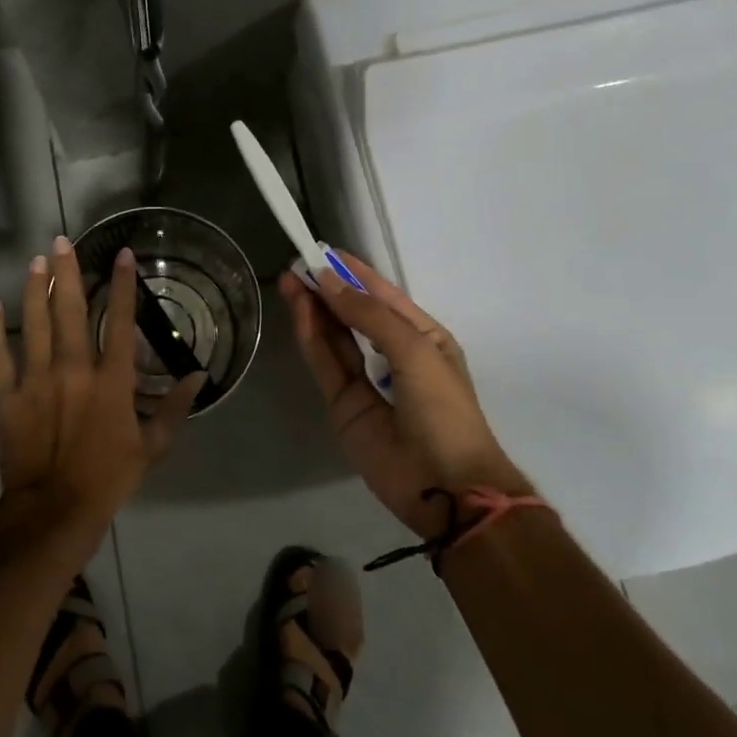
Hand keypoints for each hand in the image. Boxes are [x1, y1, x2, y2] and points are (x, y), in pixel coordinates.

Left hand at [0, 237, 203, 558]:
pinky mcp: (6, 396)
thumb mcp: (153, 447)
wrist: (53, 510)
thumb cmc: (109, 477)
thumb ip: (175, 408)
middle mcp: (73, 368)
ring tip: (36, 261)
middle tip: (61, 241)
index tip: (121, 253)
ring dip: (35, 288)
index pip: (121, 320)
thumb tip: (199, 377)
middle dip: (67, 271)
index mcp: (111, 379)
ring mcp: (35, 379)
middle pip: (70, 309)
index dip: (123, 284)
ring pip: (34, 322)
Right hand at [280, 251, 531, 539]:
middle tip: (297, 264)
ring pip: (335, 337)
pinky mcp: (343, 404)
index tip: (323, 251)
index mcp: (422, 338)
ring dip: (315, 308)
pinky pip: (325, 363)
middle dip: (329, 288)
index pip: (383, 296)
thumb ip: (369, 316)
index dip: (354, 273)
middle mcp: (393, 355)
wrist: (446, 486)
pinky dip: (311, 337)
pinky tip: (300, 310)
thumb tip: (329, 282)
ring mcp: (366, 381)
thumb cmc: (443, 409)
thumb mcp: (414, 351)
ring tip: (290, 280)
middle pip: (354, 314)